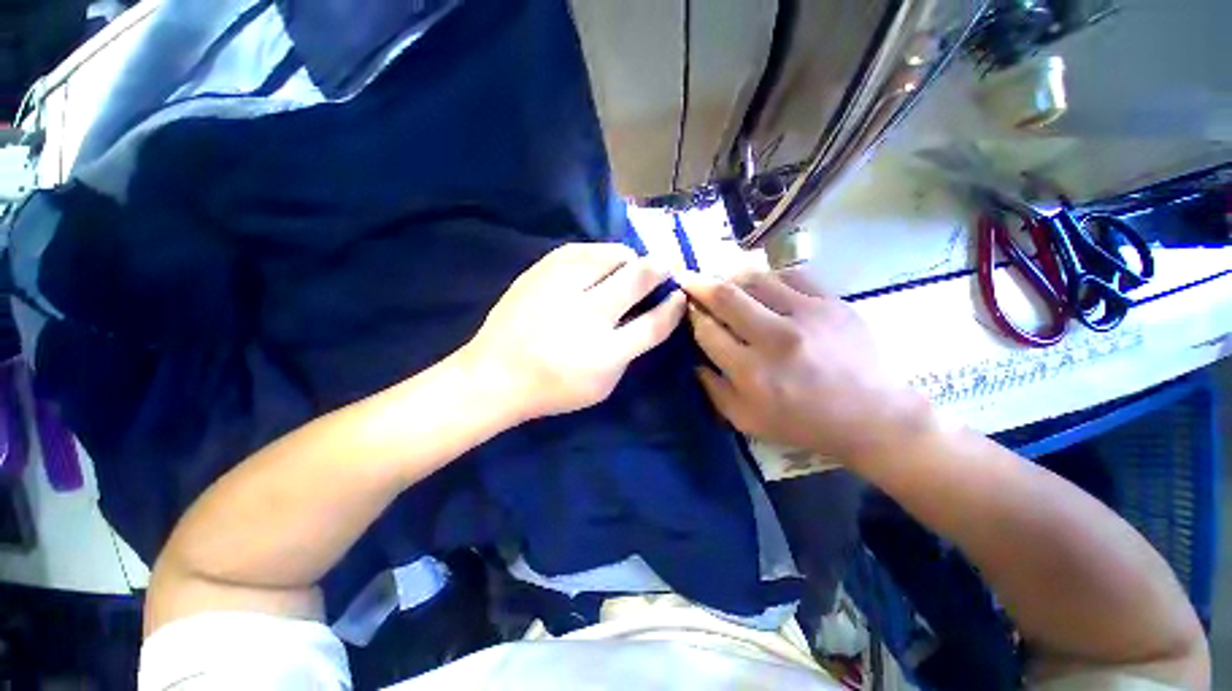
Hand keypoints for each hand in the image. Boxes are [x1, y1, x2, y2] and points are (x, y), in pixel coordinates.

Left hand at [463, 243, 685, 421]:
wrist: (494, 375)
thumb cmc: (553, 388)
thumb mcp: (602, 386)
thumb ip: (629, 353)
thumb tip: (646, 317)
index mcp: (605, 353)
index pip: (654, 323)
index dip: (673, 307)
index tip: (679, 296)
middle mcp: (587, 315)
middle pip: (638, 278)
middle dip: (660, 268)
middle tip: (665, 267)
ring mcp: (561, 289)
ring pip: (611, 255)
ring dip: (629, 258)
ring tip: (630, 266)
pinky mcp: (540, 272)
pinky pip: (581, 249)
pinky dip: (599, 254)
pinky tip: (600, 263)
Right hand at [679, 270, 928, 462]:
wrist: (871, 417)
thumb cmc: (802, 423)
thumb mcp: (746, 420)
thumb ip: (712, 389)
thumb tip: (692, 358)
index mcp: (752, 372)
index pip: (707, 330)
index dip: (691, 316)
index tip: (686, 308)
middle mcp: (776, 338)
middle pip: (725, 296)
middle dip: (699, 284)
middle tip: (687, 278)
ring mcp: (808, 315)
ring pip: (755, 279)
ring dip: (731, 278)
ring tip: (724, 282)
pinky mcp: (832, 303)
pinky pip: (790, 275)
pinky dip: (769, 278)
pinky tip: (765, 287)